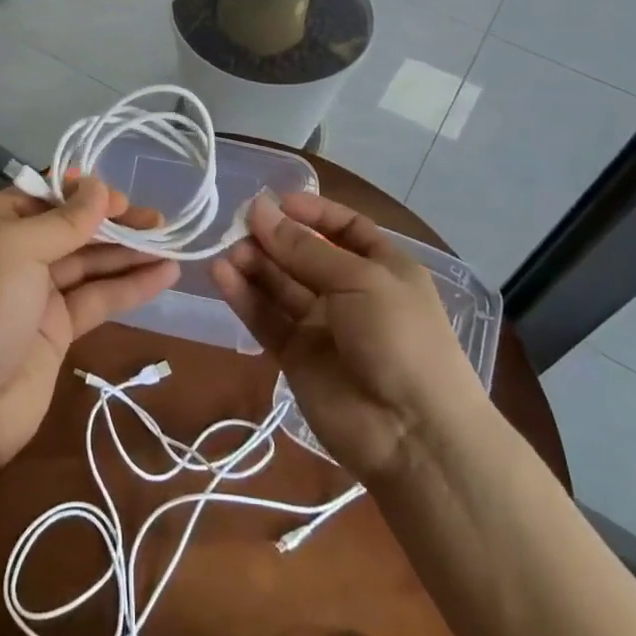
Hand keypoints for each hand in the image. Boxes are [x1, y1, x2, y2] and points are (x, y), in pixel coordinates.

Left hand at [0, 178, 179, 477]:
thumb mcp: (18, 250)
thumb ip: (65, 220)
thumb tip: (100, 187)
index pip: (45, 196)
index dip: (85, 194)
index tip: (122, 198)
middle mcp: (13, 252)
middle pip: (72, 228)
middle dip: (114, 223)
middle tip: (159, 221)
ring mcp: (36, 292)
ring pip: (90, 263)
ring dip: (129, 253)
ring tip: (172, 242)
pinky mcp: (58, 328)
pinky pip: (98, 298)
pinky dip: (130, 286)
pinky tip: (166, 275)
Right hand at [211, 193, 488, 484]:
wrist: (414, 434)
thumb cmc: (400, 338)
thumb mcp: (359, 280)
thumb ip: (304, 249)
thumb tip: (259, 208)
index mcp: (382, 268)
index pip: (344, 229)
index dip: (312, 213)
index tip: (275, 201)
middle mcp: (350, 292)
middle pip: (304, 255)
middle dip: (274, 238)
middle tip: (237, 225)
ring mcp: (321, 326)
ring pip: (280, 285)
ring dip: (254, 265)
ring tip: (228, 250)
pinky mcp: (295, 356)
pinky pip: (266, 318)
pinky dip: (244, 297)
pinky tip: (221, 275)